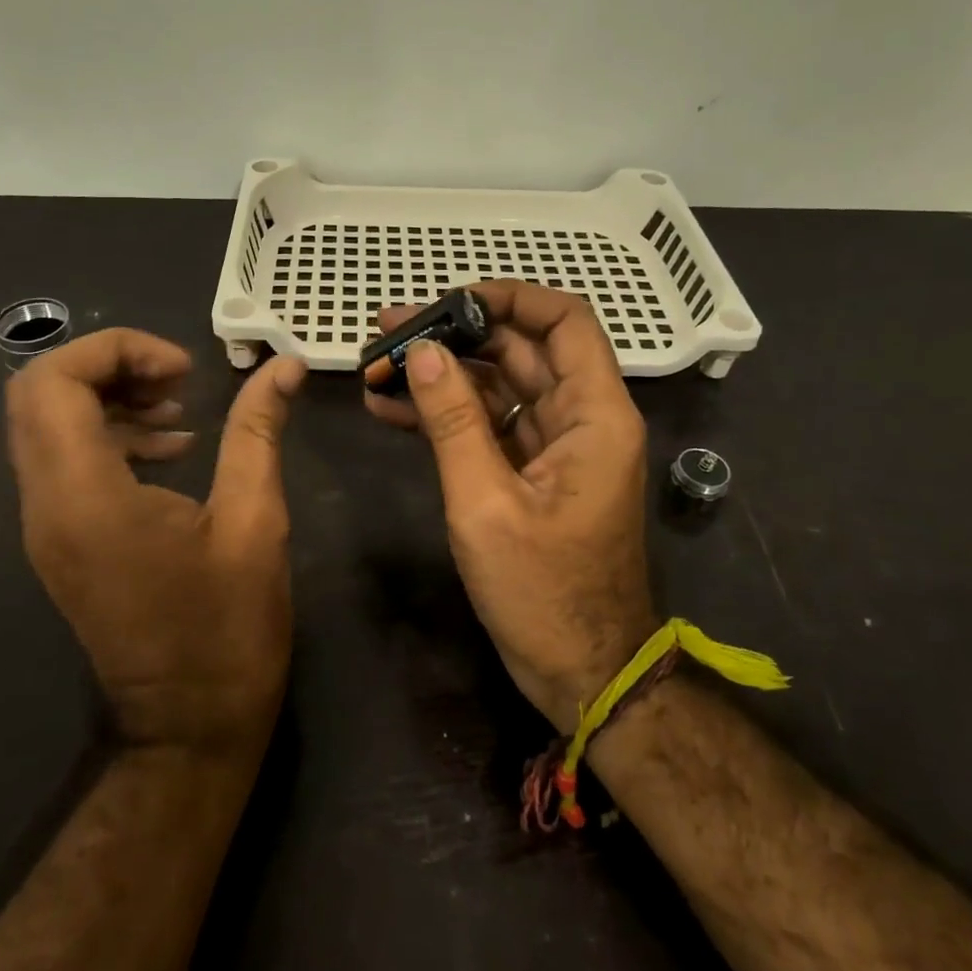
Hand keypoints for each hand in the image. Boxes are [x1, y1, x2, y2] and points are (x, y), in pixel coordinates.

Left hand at [6, 329, 306, 756]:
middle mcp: (46, 505)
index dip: (116, 350)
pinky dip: (107, 434)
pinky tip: (171, 449)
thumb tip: (285, 365)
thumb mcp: (256, 521)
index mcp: (86, 498)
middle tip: (178, 379)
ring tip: (179, 410)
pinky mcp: (61, 540)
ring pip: (45, 424)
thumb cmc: (228, 629)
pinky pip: (63, 460)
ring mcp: (46, 526)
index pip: (53, 382)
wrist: (189, 727)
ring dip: (107, 397)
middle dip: (108, 366)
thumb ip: (259, 431)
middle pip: (38, 394)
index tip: (184, 370)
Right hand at [364, 282, 657, 729]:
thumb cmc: (543, 593)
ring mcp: (554, 445)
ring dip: (443, 374)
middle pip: (521, 349)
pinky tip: (390, 408)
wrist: (581, 672)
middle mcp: (580, 418)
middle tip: (388, 330)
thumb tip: (425, 350)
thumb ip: (454, 422)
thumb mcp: (486, 504)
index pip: (564, 321)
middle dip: (456, 335)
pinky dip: (446, 415)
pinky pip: (489, 425)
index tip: (448, 300)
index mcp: (594, 415)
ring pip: (498, 385)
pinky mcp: (530, 472)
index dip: (510, 298)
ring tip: (377, 365)